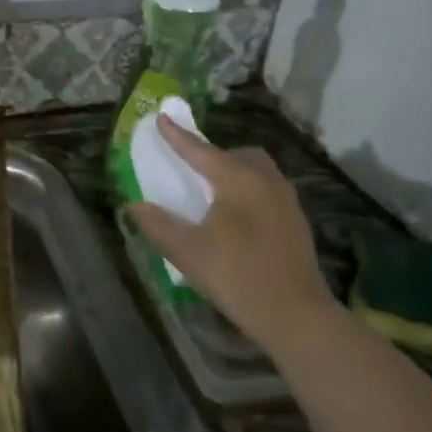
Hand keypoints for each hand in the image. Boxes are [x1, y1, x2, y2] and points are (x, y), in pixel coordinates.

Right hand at [128, 114, 342, 350]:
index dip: (178, 136)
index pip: (200, 151)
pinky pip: (268, 191)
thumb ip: (158, 224)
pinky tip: (238, 219)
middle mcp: (266, 180)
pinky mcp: (297, 222)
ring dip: (234, 173)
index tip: (162, 118)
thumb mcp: (187, 251)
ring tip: (214, 194)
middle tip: (193, 170)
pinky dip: (249, 192)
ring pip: (258, 172)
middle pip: (238, 155)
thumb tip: (134, 205)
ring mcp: (287, 200)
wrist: (294, 313)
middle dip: (214, 155)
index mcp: (237, 180)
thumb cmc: (235, 275)